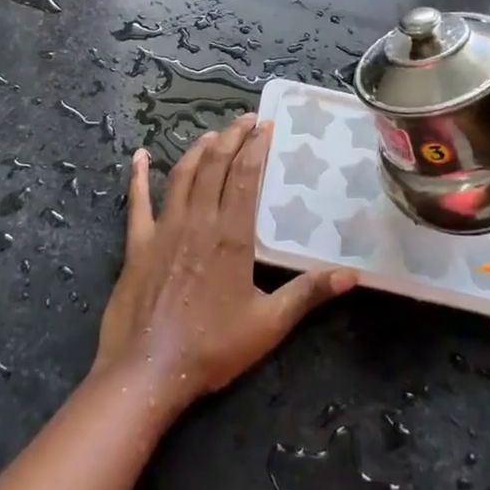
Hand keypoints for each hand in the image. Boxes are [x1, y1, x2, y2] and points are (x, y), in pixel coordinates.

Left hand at [95, 113, 354, 415]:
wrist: (148, 369)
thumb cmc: (212, 347)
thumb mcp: (268, 324)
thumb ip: (308, 294)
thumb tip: (352, 275)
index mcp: (231, 236)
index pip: (246, 177)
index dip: (256, 147)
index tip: (265, 126)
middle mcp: (197, 221)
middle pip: (215, 166)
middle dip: (231, 138)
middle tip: (244, 120)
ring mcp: (163, 229)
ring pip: (182, 176)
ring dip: (197, 150)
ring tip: (212, 134)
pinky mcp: (136, 243)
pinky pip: (137, 201)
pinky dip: (138, 176)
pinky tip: (138, 156)